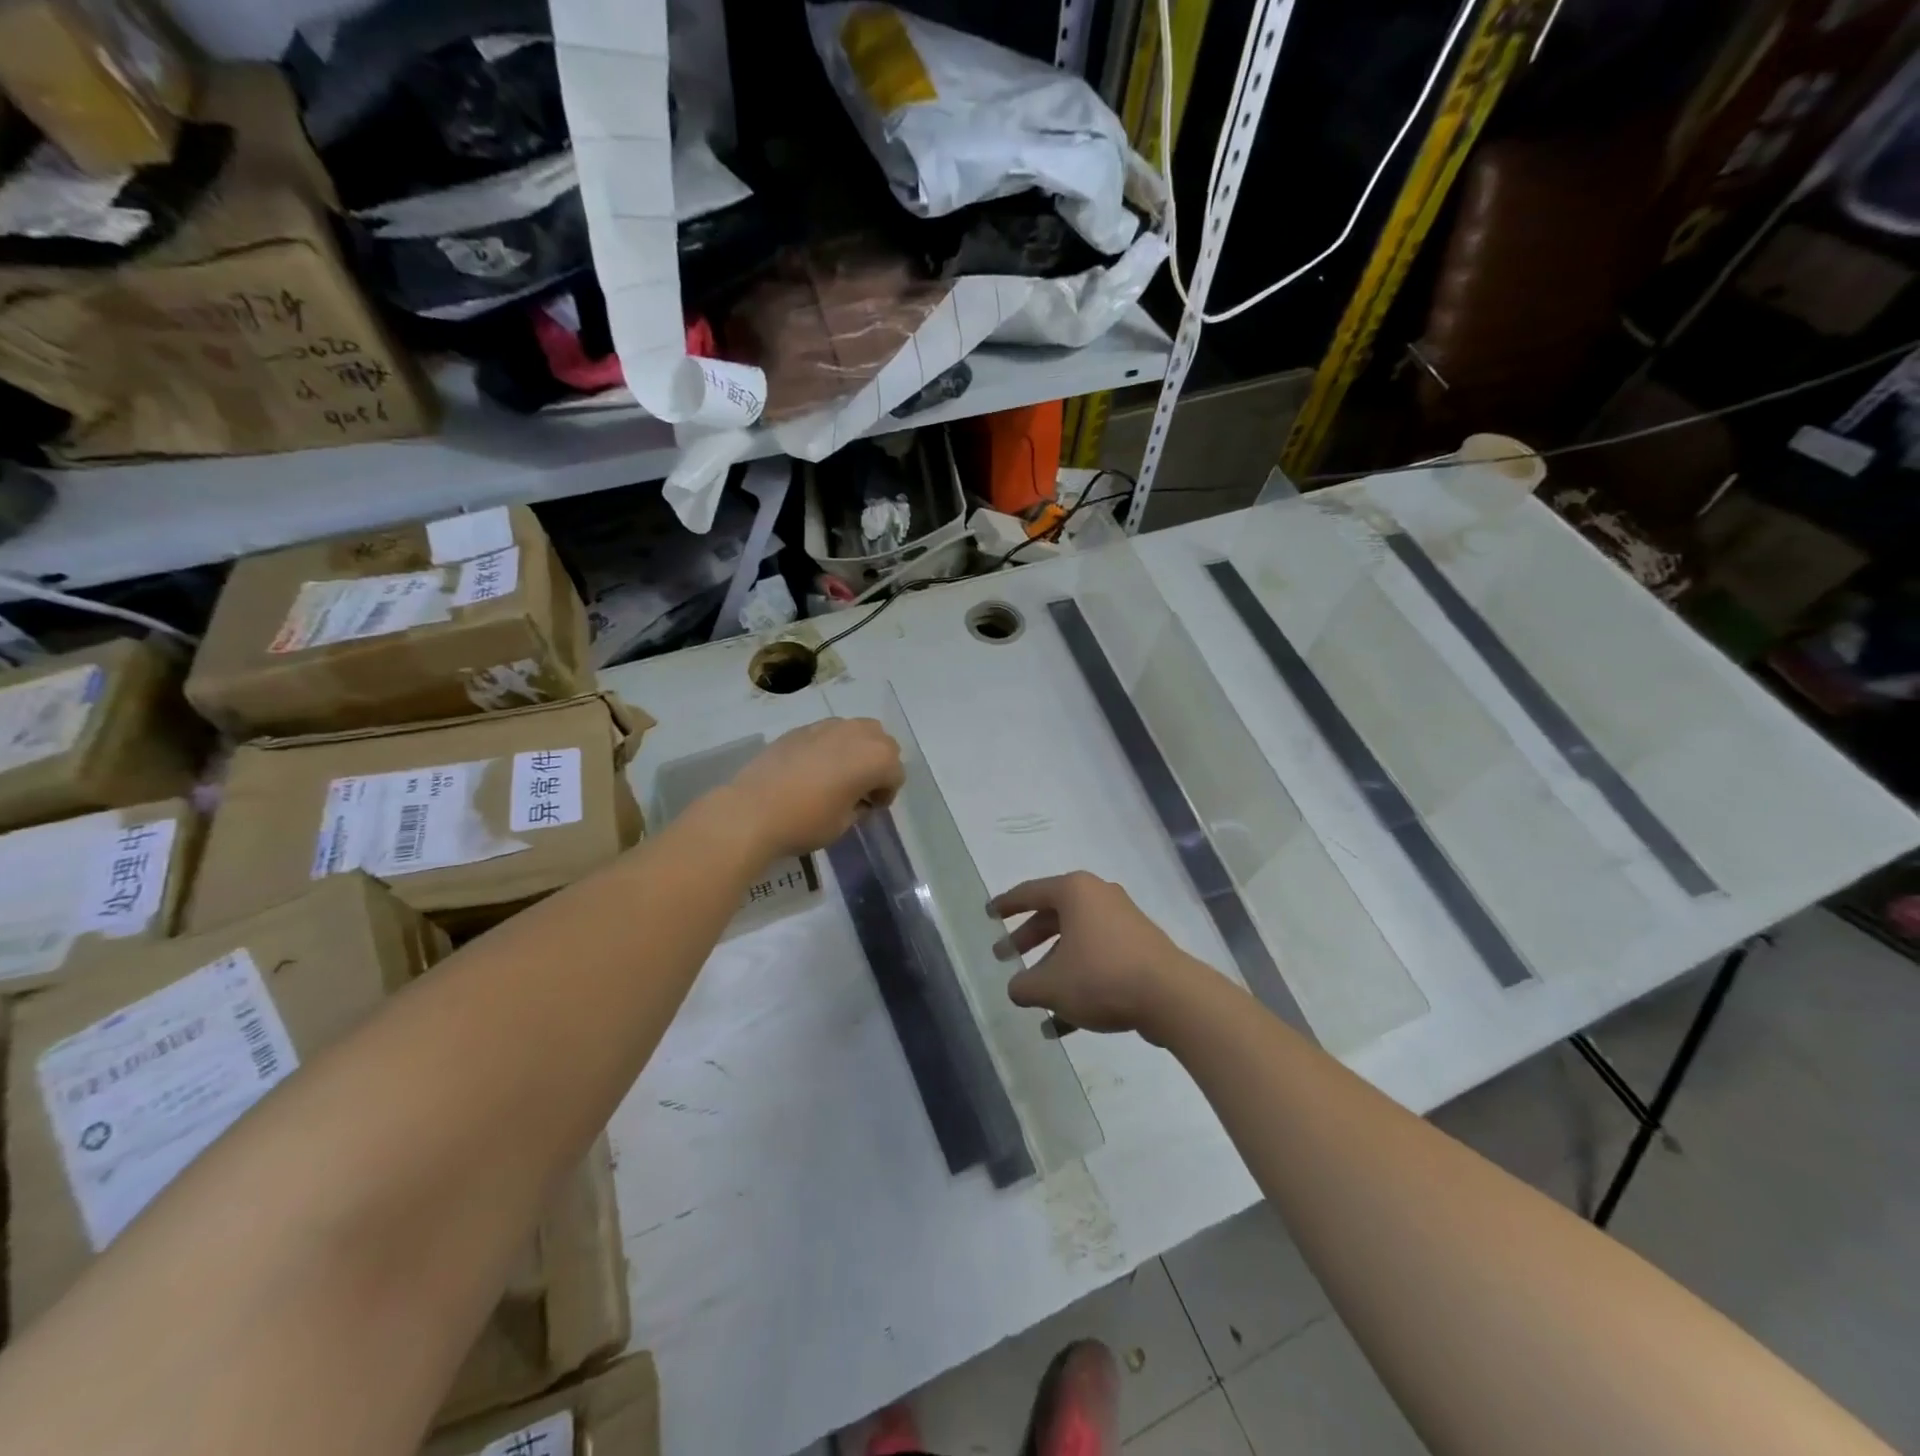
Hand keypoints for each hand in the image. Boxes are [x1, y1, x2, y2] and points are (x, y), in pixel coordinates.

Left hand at [726, 718, 903, 860]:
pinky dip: (831, 746)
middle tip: (861, 788)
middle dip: (878, 763)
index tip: (871, 808)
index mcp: (875, 758)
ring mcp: (826, 726)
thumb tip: (858, 799)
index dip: (887, 793)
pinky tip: (813, 769)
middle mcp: (856, 734)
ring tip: (839, 774)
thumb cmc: (805, 822)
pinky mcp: (800, 729)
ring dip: (857, 749)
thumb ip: (859, 806)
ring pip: (856, 729)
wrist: (751, 811)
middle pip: (882, 742)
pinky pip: (828, 732)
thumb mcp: (843, 824)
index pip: (895, 773)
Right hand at [990, 872, 1216, 1038]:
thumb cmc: (1101, 977)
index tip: (989, 913)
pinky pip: (1098, 961)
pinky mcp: (1140, 950)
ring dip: (1052, 967)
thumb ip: (1024, 986)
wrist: (1171, 997)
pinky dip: (1078, 983)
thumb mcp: (1051, 985)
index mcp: (1075, 892)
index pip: (1030, 892)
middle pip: (1053, 917)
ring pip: (1076, 942)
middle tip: (1004, 955)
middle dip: (1027, 939)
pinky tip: (1060, 1024)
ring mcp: (1124, 923)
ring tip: (1033, 995)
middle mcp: (1100, 898)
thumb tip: (1018, 988)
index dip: (1006, 904)